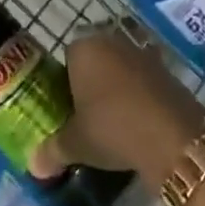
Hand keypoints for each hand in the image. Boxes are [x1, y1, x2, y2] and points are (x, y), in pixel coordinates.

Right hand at [30, 21, 204, 185]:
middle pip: (95, 58)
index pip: (68, 57)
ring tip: (115, 121)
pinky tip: (138, 120)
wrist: (170, 135)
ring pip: (120, 66)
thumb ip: (52, 151)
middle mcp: (111, 40)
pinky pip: (142, 77)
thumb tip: (34, 166)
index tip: (70, 110)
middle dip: (93, 81)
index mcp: (83, 48)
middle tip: (89, 116)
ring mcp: (140, 50)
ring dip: (118, 86)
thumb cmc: (111, 129)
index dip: (67, 82)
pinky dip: (139, 93)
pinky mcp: (165, 66)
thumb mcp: (76, 144)